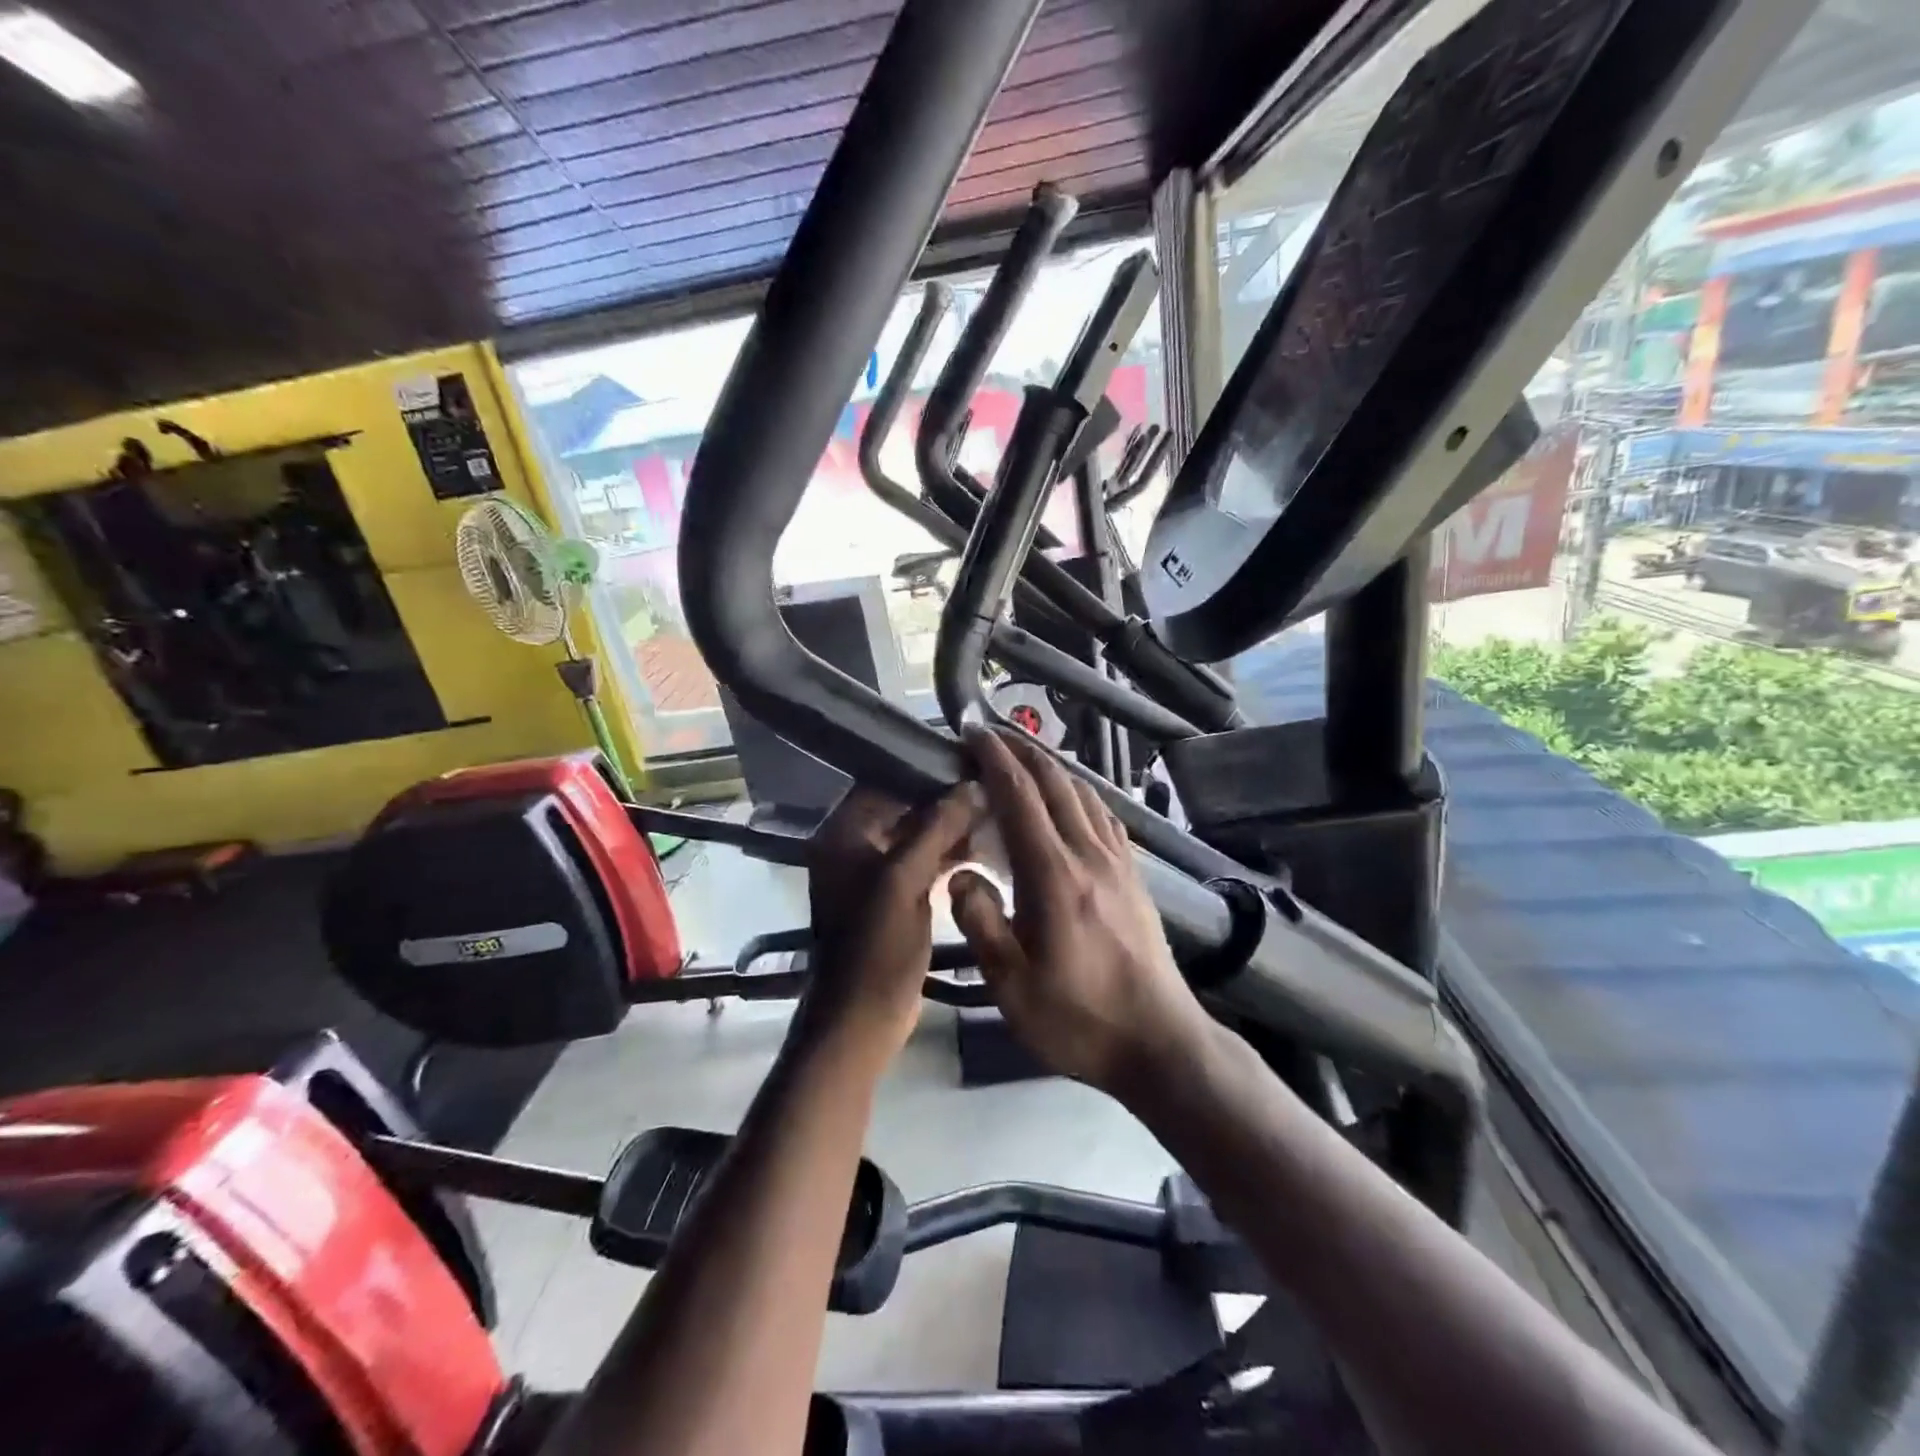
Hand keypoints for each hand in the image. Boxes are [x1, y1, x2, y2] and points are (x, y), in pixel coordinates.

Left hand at [798, 783, 985, 1062]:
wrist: (862, 1020)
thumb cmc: (876, 946)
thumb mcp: (905, 881)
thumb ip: (937, 827)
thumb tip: (973, 784)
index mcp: (843, 833)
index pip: (884, 780)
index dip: (926, 769)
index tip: (971, 760)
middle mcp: (854, 845)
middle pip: (903, 806)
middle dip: (945, 798)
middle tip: (991, 784)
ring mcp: (873, 873)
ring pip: (916, 834)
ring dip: (951, 826)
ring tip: (995, 810)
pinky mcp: (893, 897)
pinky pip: (921, 862)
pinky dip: (948, 853)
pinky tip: (984, 846)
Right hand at [950, 726, 1211, 1094]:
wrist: (1159, 1042)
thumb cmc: (1078, 1018)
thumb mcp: (1012, 986)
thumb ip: (981, 922)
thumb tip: (960, 874)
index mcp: (1054, 875)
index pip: (1020, 797)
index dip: (995, 759)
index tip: (972, 734)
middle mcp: (1089, 855)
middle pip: (1055, 783)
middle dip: (1021, 750)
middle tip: (991, 736)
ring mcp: (1119, 863)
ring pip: (1084, 793)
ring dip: (1051, 767)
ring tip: (1024, 758)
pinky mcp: (1135, 876)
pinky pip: (1105, 816)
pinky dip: (1081, 792)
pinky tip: (1072, 799)